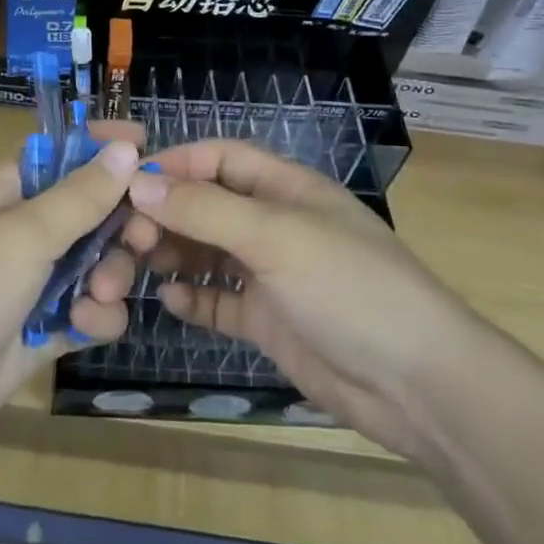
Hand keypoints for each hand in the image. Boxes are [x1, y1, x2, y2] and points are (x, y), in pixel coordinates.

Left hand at [0, 124, 144, 454]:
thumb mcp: (24, 231)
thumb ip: (81, 195)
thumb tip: (126, 148)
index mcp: (7, 193)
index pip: (60, 155)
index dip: (98, 147)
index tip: (144, 142)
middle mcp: (24, 232)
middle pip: (91, 213)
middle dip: (120, 224)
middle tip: (144, 235)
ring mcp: (35, 283)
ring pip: (98, 265)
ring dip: (110, 276)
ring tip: (100, 291)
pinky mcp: (46, 329)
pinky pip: (90, 313)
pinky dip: (95, 318)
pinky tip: (83, 326)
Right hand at [122, 140, 478, 456]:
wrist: (416, 384)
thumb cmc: (350, 288)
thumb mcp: (276, 237)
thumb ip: (206, 209)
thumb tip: (138, 184)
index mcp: (287, 189)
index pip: (221, 158)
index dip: (176, 163)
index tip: (128, 181)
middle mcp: (275, 225)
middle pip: (208, 205)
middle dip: (166, 214)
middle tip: (127, 236)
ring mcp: (272, 274)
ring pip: (208, 252)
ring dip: (173, 254)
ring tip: (136, 265)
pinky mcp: (268, 320)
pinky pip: (218, 301)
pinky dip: (194, 298)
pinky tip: (170, 302)